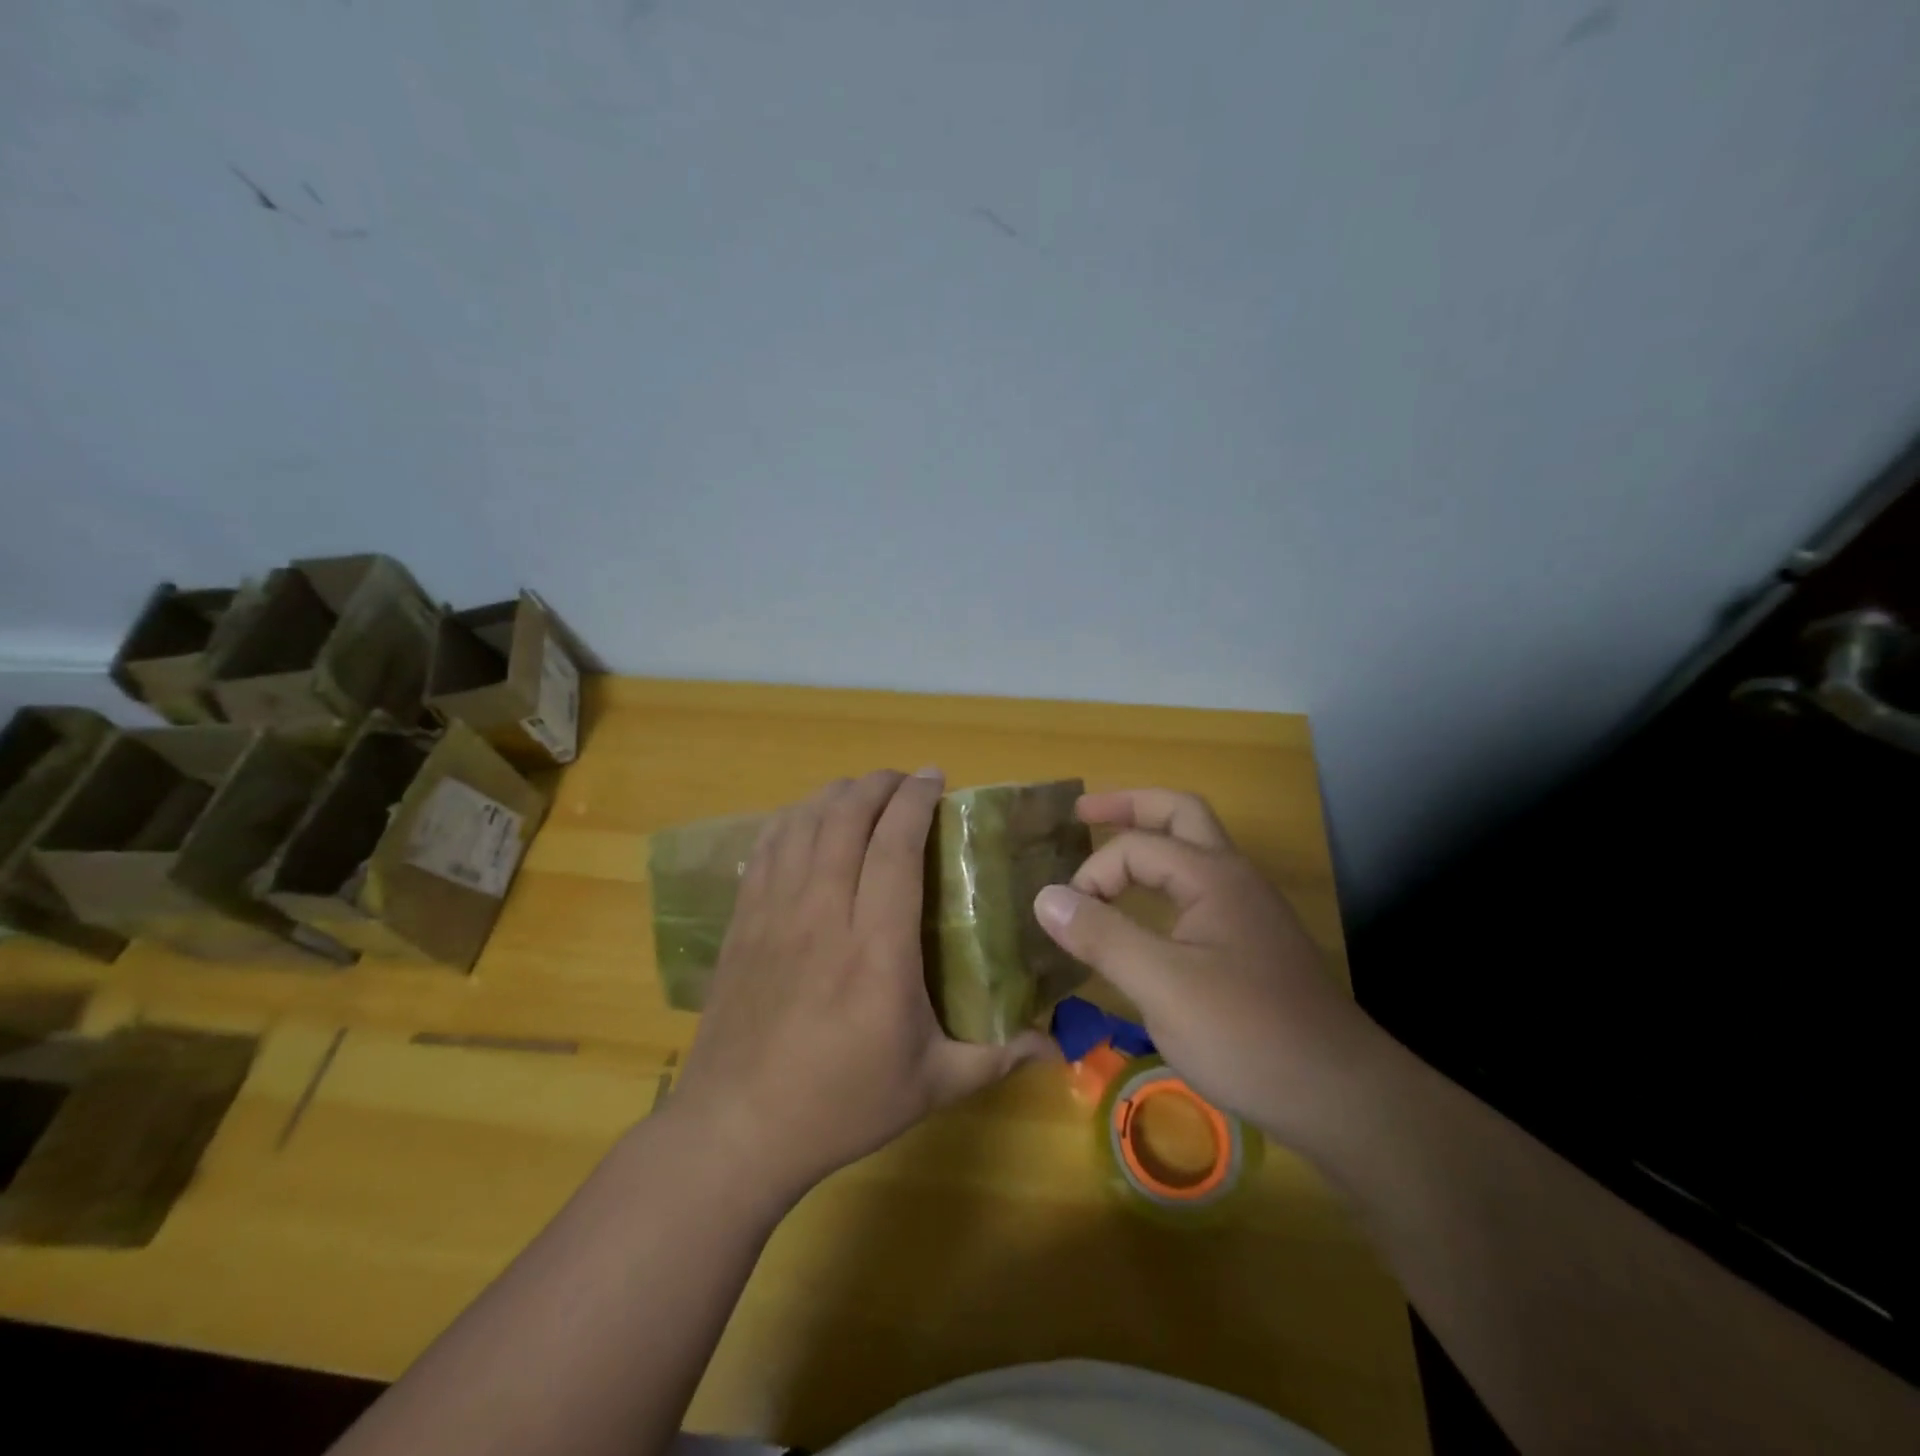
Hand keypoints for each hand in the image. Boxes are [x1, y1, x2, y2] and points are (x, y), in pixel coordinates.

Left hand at [670, 769, 1052, 1202]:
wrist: (735, 1130)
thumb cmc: (841, 1104)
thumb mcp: (931, 1086)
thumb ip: (997, 1057)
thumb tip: (1057, 1045)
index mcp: (878, 948)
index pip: (895, 846)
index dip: (915, 800)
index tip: (936, 778)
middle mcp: (824, 914)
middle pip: (845, 818)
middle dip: (878, 785)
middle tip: (905, 782)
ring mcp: (775, 914)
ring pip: (803, 824)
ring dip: (835, 795)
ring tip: (862, 793)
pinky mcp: (744, 922)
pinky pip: (766, 848)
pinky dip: (792, 820)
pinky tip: (807, 821)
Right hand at [1032, 788, 1389, 1152]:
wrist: (1341, 1096)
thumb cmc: (1248, 1034)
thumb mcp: (1162, 986)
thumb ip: (1102, 935)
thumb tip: (1045, 896)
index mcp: (1212, 875)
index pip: (1135, 847)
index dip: (1092, 875)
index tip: (1067, 922)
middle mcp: (1234, 878)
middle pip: (1179, 814)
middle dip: (1129, 807)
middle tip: (1082, 815)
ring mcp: (1248, 910)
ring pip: (1195, 850)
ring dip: (1151, 840)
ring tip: (1109, 853)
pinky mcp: (1252, 944)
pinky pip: (1200, 889)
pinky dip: (1165, 881)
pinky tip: (1147, 912)